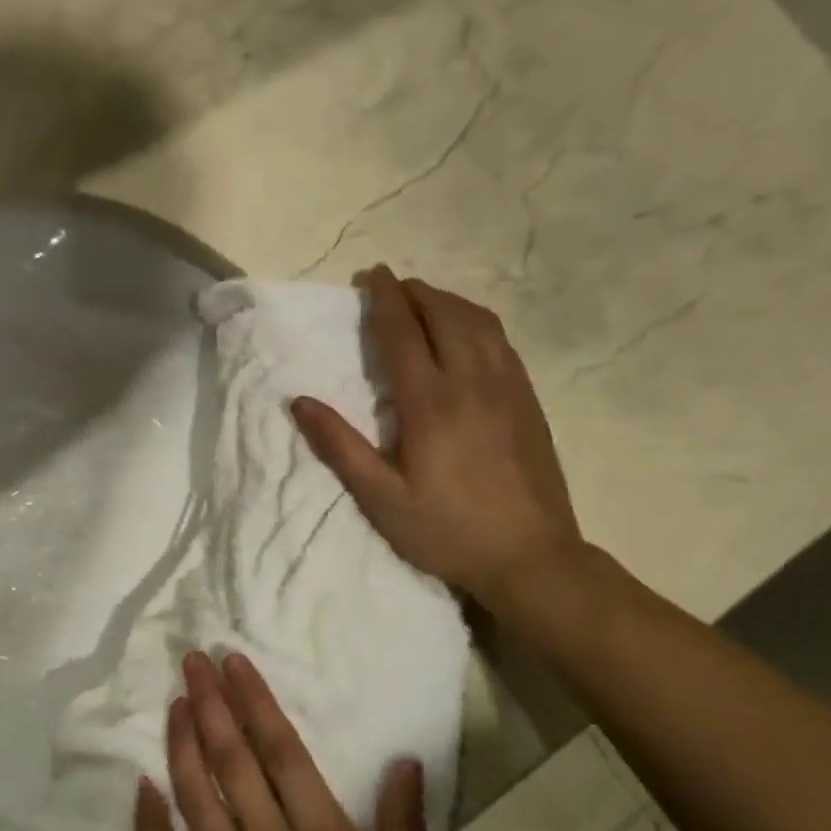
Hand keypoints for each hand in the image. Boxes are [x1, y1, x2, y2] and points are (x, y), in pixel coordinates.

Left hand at [134, 651, 436, 830]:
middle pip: (233, 762)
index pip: (281, 751)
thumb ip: (404, 829)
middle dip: (211, 704)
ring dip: (181, 745)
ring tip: (174, 701)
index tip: (232, 661)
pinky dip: (151, 824)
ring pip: (197, 799)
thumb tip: (404, 759)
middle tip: (192, 659)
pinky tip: (141, 785)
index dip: (255, 700)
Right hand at [292, 266, 581, 608]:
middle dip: (415, 292)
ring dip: (448, 301)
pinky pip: (502, 342)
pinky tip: (468, 334)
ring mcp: (508, 388)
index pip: (402, 332)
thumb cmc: (447, 530)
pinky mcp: (528, 401)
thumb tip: (300, 402)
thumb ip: (340, 447)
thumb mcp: (381, 499)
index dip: (384, 298)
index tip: (370, 275)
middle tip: (391, 286)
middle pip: (444, 314)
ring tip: (425, 301)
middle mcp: (471, 381)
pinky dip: (477, 322)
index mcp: (430, 403)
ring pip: (479, 322)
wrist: (530, 556)